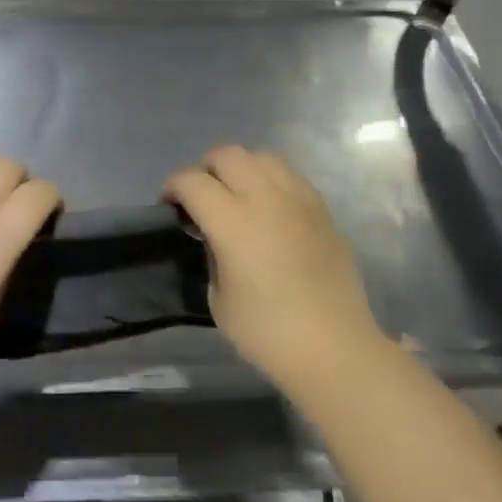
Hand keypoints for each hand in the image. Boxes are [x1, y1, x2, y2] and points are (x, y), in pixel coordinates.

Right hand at [165, 145, 388, 390]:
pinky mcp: (322, 210)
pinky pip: (290, 176)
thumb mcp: (218, 298)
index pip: (192, 181)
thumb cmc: (266, 332)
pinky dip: (270, 181)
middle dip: (204, 169)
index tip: (169, 207)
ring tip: (235, 197)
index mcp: (233, 222)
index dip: (173, 188)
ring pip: (262, 156)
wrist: (333, 347)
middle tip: (199, 199)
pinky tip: (267, 209)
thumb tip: (214, 236)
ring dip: (240, 169)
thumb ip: (211, 254)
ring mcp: (299, 200)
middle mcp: (266, 199)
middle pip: (227, 154)